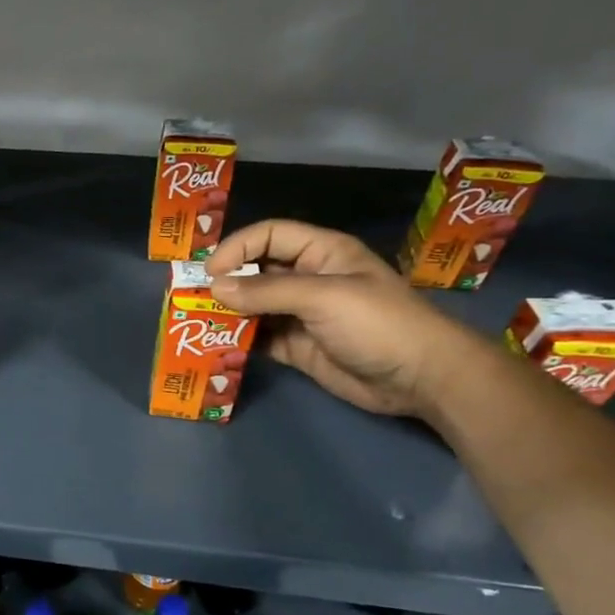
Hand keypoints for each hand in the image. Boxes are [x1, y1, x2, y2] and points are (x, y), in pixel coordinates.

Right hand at [205, 220, 480, 418]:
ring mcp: (302, 315)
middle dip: (226, 282)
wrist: (421, 378)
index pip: (270, 235)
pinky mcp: (298, 347)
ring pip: (254, 307)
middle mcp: (308, 279)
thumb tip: (214, 288)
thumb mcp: (322, 296)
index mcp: (321, 253)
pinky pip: (260, 338)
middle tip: (192, 298)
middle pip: (257, 271)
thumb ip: (266, 291)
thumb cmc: (378, 323)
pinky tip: (218, 346)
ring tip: (198, 323)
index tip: (210, 272)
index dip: (238, 247)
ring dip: (228, 313)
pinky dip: (239, 341)